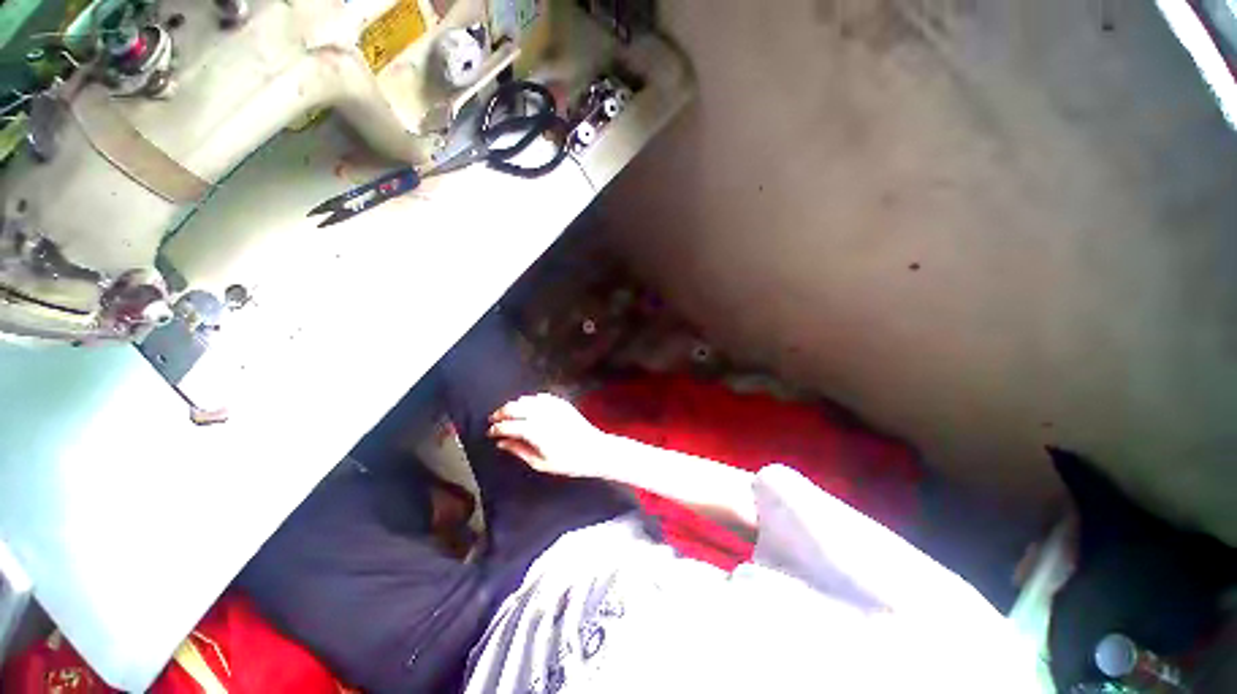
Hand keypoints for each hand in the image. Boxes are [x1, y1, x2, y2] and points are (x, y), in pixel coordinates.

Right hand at [488, 393, 606, 477]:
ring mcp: (553, 406)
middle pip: (515, 407)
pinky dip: (531, 399)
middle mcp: (542, 414)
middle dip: (501, 412)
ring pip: (527, 399)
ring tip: (507, 412)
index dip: (496, 428)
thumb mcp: (541, 463)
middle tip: (494, 420)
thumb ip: (519, 451)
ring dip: (514, 404)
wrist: (595, 449)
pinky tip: (528, 404)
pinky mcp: (562, 403)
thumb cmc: (568, 461)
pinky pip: (542, 396)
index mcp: (535, 430)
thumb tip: (501, 443)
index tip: (489, 432)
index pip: (508, 425)